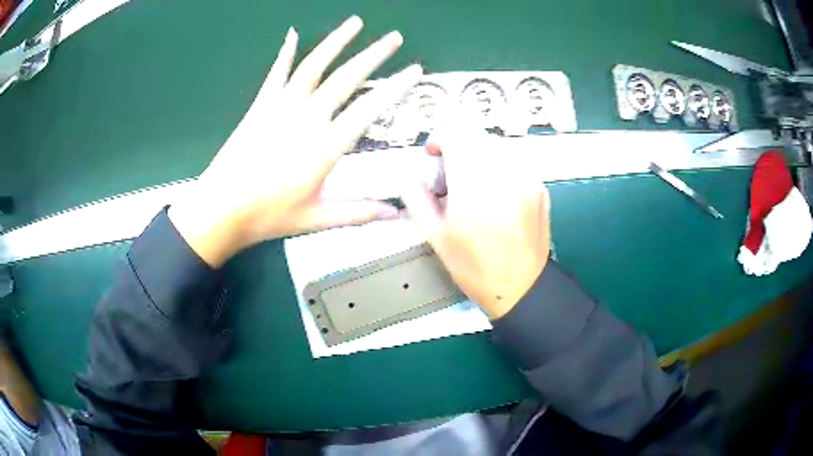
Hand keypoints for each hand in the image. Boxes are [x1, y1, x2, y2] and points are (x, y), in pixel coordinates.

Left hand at [169, 16, 422, 266]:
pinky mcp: (260, 107)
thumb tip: (396, 215)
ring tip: (355, 23)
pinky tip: (292, 35)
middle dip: (374, 55)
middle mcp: (307, 118)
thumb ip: (357, 213)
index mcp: (325, 146)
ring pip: (314, 67)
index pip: (370, 108)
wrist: (220, 210)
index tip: (416, 70)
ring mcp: (281, 108)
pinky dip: (285, 54)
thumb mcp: (316, 219)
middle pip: (346, 78)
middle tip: (394, 37)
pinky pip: (276, 74)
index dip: (396, 87)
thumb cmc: (268, 216)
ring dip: (336, 42)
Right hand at [400, 117, 550, 318]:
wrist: (520, 287)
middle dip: (458, 147)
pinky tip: (495, 193)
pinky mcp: (540, 187)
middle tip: (450, 172)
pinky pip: (514, 163)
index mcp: (474, 188)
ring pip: (497, 148)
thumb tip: (410, 176)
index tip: (433, 155)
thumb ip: (417, 199)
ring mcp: (527, 179)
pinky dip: (499, 168)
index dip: (439, 139)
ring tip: (473, 183)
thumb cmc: (474, 267)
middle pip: (476, 137)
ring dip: (478, 156)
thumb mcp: (436, 237)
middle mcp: (504, 176)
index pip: (456, 137)